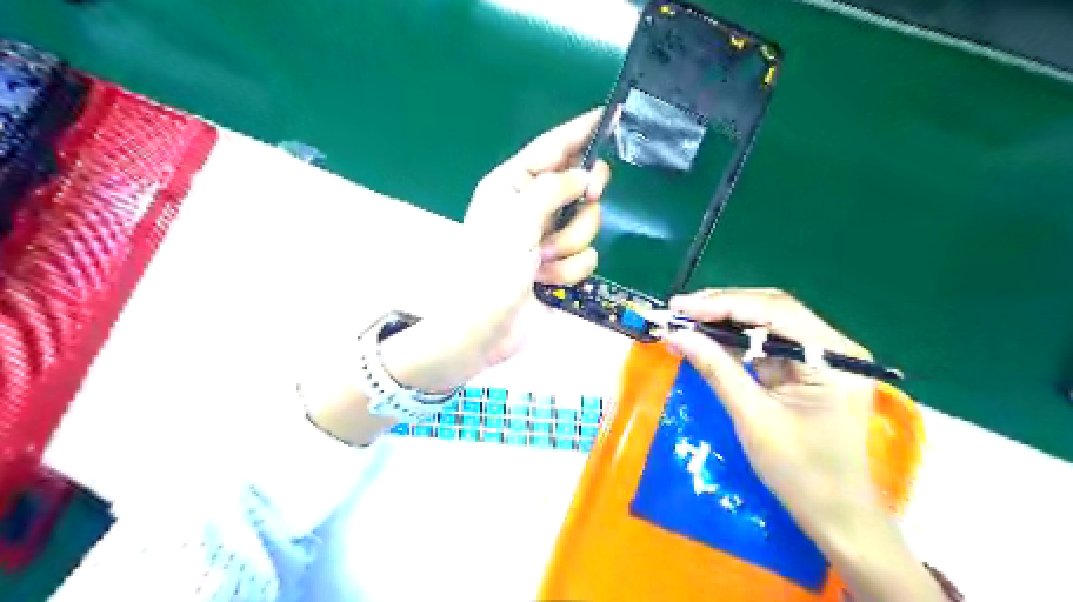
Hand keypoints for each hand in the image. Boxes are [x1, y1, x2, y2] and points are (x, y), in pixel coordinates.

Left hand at [382, 111, 606, 392]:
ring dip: (569, 246)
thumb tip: (585, 176)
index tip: (609, 115)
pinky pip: (587, 257)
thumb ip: (552, 190)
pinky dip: (569, 271)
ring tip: (543, 262)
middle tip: (589, 198)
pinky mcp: (562, 267)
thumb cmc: (489, 271)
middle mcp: (533, 207)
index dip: (580, 131)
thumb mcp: (515, 221)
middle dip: (582, 201)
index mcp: (513, 186)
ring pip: (588, 224)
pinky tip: (547, 283)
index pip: (552, 148)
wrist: (484, 330)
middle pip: (580, 185)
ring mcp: (549, 239)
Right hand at [663, 290, 945, 598]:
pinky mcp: (804, 369)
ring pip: (765, 323)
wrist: (836, 516)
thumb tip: (676, 335)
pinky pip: (763, 344)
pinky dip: (732, 341)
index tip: (680, 307)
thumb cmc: (802, 473)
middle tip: (678, 311)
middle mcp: (831, 346)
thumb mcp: (753, 418)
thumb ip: (716, 369)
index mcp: (834, 356)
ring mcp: (819, 356)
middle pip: (771, 310)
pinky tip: (705, 339)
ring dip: (723, 321)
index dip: (723, 304)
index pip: (775, 311)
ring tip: (684, 321)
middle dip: (721, 308)